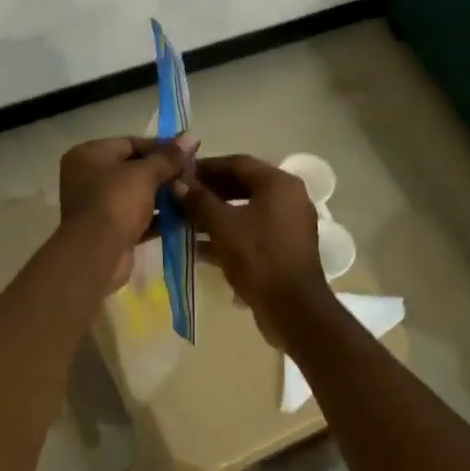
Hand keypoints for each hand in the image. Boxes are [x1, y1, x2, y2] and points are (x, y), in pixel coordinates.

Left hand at [58, 135, 196, 290]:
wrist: (96, 253)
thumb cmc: (116, 202)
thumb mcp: (144, 174)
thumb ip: (169, 157)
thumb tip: (192, 136)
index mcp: (88, 155)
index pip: (130, 143)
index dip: (162, 146)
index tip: (189, 151)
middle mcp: (89, 177)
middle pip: (134, 168)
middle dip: (164, 172)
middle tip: (193, 174)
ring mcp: (98, 205)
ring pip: (137, 194)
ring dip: (164, 195)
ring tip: (193, 193)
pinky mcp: (110, 229)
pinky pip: (138, 217)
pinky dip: (158, 217)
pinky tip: (185, 216)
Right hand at [172, 154, 332, 344]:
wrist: (292, 307)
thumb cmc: (257, 257)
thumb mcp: (222, 225)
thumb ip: (198, 200)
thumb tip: (177, 184)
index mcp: (279, 183)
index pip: (237, 163)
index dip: (206, 167)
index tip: (180, 173)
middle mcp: (289, 197)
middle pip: (243, 185)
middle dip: (210, 191)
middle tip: (180, 197)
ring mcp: (289, 223)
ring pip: (246, 209)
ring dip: (216, 213)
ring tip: (185, 220)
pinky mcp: (285, 247)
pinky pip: (252, 230)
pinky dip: (229, 233)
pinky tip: (200, 245)